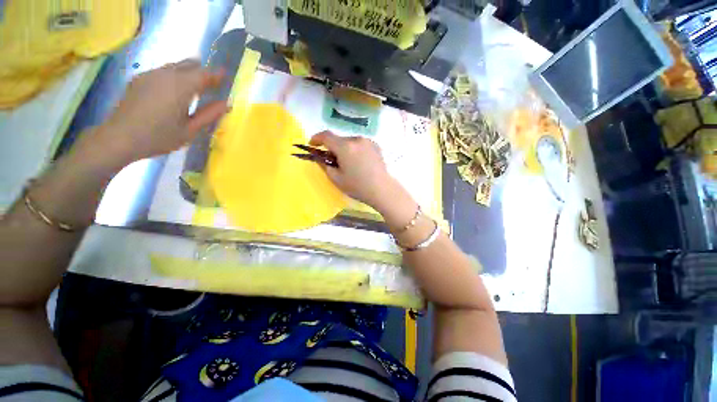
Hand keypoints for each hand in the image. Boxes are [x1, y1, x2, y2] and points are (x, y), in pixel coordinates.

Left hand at [92, 59, 227, 166]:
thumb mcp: (190, 130)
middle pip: (189, 65)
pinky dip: (174, 76)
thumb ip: (209, 114)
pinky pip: (162, 71)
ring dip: (188, 73)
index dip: (216, 75)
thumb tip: (226, 104)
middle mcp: (165, 75)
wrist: (119, 138)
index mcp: (180, 88)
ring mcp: (150, 75)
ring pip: (175, 66)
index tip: (225, 76)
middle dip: (202, 72)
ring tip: (194, 87)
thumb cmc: (159, 137)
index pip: (204, 74)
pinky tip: (174, 91)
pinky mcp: (139, 79)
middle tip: (211, 84)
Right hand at [309, 131, 402, 210]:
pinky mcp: (376, 145)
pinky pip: (360, 144)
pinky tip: (359, 163)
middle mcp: (356, 139)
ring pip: (350, 142)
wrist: (382, 189)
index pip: (326, 136)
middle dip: (333, 148)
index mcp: (345, 147)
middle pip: (339, 140)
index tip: (312, 145)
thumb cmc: (358, 186)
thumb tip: (320, 158)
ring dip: (345, 149)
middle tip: (333, 161)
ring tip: (348, 164)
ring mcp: (368, 141)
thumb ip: (325, 165)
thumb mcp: (336, 179)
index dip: (316, 138)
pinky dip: (355, 150)